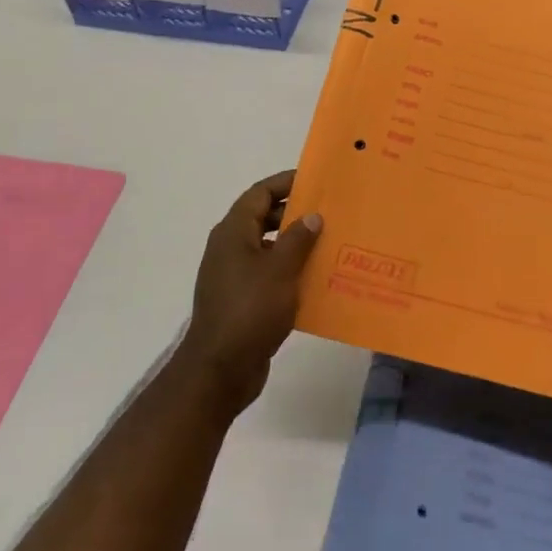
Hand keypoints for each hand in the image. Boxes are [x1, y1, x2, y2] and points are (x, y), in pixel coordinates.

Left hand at [177, 170, 321, 411]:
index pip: (260, 193)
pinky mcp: (243, 300)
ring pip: (269, 248)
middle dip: (295, 213)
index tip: (316, 181)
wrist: (220, 369)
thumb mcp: (280, 270)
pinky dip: (291, 271)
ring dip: (296, 244)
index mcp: (233, 233)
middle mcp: (230, 248)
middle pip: (264, 218)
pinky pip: (269, 274)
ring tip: (330, 243)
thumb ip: (298, 239)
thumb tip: (312, 216)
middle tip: (330, 212)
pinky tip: (317, 279)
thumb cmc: (250, 310)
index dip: (286, 183)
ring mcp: (234, 276)